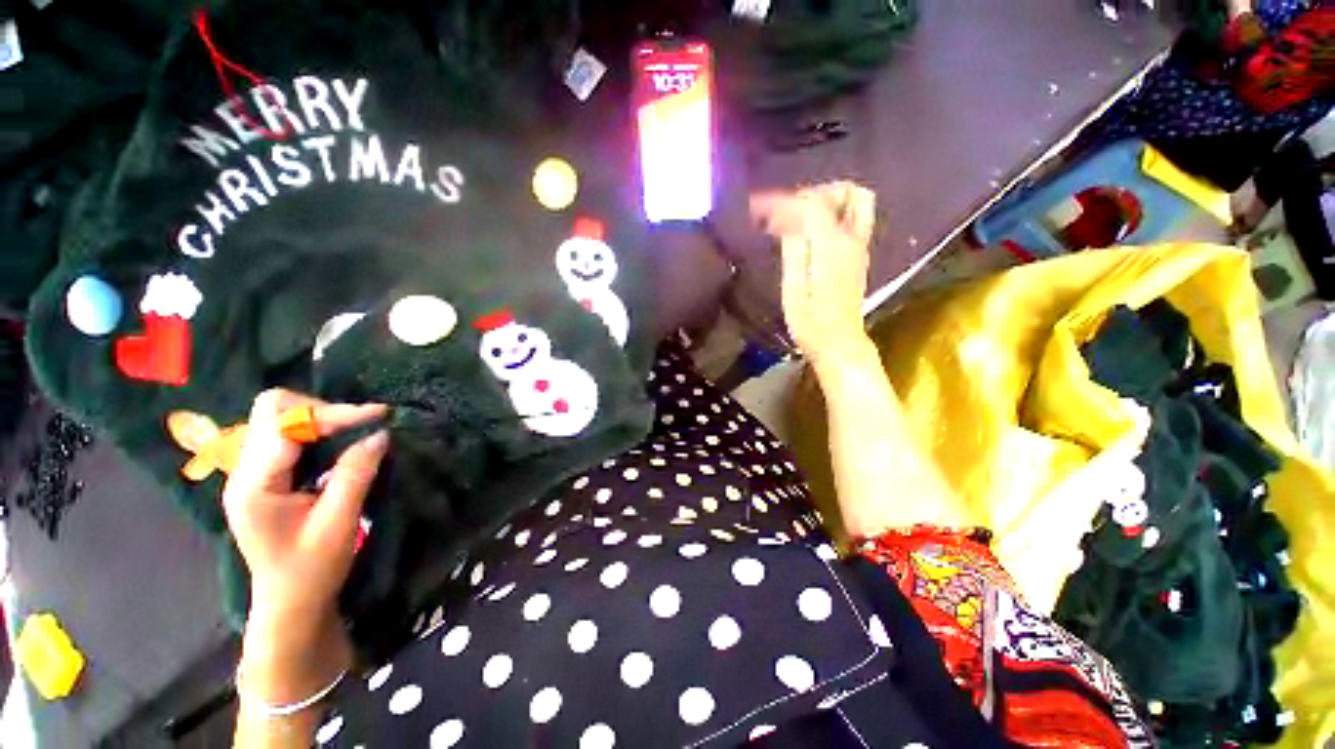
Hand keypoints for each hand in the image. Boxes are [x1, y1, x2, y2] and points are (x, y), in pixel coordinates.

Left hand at [223, 390, 387, 623]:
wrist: (290, 603)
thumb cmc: (311, 569)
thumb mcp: (338, 523)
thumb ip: (355, 474)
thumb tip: (380, 434)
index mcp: (254, 485)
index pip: (284, 424)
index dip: (332, 414)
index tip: (378, 415)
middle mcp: (244, 471)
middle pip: (271, 410)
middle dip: (320, 409)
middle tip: (361, 424)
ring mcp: (252, 472)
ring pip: (278, 418)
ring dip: (320, 418)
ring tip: (356, 430)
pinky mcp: (265, 476)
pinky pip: (287, 435)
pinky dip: (317, 431)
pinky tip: (340, 443)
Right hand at [751, 182, 876, 367]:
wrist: (838, 343)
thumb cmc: (811, 322)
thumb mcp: (794, 286)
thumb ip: (794, 247)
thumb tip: (788, 217)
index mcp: (833, 245)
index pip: (811, 205)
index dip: (783, 201)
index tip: (757, 206)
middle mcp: (852, 239)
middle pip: (849, 192)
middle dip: (817, 192)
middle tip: (790, 209)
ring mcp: (858, 247)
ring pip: (855, 204)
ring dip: (827, 202)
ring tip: (798, 218)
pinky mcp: (857, 257)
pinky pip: (850, 221)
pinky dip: (829, 217)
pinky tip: (806, 233)